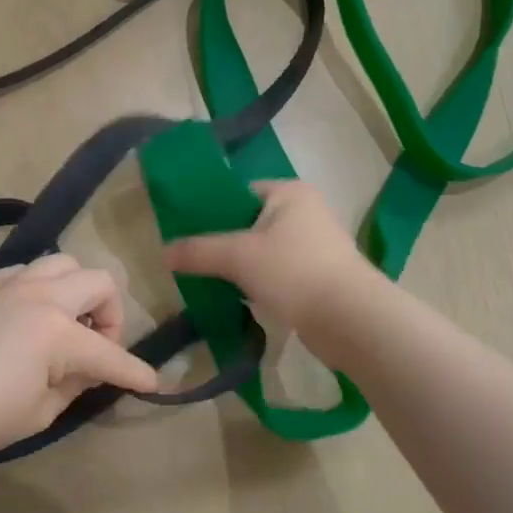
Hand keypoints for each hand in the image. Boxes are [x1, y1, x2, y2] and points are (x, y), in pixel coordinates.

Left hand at [0, 254, 159, 462]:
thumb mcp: (38, 413)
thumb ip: (74, 384)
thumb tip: (89, 369)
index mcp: (56, 332)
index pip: (110, 353)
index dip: (135, 372)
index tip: (152, 383)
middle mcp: (39, 296)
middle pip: (98, 282)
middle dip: (111, 314)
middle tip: (97, 345)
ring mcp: (8, 284)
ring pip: (62, 264)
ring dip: (76, 291)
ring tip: (64, 323)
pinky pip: (25, 271)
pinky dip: (40, 288)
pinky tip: (26, 317)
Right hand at [164, 180, 377, 337]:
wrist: (349, 320)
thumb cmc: (293, 272)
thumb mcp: (238, 256)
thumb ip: (198, 251)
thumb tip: (162, 253)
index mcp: (289, 193)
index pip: (240, 192)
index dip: (211, 211)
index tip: (186, 234)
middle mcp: (306, 212)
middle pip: (249, 223)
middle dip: (222, 244)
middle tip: (192, 261)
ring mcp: (315, 246)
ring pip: (262, 252)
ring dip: (239, 268)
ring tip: (208, 283)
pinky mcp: (318, 277)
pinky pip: (277, 274)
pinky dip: (258, 285)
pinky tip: (237, 300)